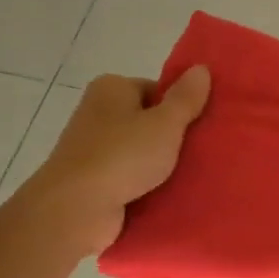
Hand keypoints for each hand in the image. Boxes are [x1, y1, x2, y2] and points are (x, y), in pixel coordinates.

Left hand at [10, 67, 211, 255]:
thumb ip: (185, 98)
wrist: (76, 209)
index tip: (199, 127)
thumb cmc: (123, 155)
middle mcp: (97, 113)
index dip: (179, 107)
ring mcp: (93, 149)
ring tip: (194, 176)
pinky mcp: (93, 181)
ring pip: (140, 152)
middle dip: (173, 138)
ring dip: (162, 166)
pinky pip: (130, 178)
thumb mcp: (165, 123)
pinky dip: (147, 186)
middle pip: (148, 121)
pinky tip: (170, 195)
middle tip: (202, 152)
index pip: (155, 89)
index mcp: (110, 89)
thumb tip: (201, 68)